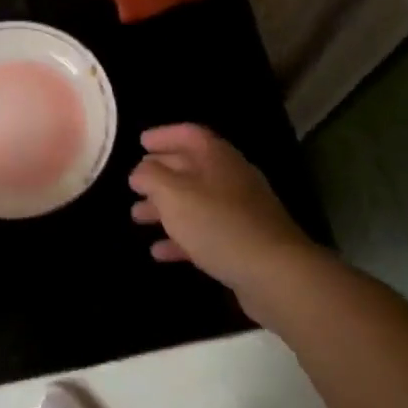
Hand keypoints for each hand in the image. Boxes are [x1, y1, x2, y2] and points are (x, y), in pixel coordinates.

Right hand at [129, 124, 322, 324]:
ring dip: (165, 207)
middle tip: (133, 184)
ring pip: (196, 201)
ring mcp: (239, 212)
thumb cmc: (218, 224)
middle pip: (191, 167)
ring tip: (137, 216)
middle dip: (160, 174)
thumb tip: (141, 169)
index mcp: (217, 157)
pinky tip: (159, 251)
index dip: (164, 135)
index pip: (189, 134)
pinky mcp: (242, 242)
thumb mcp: (174, 194)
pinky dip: (181, 238)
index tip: (140, 142)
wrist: (274, 273)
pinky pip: (205, 232)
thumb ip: (152, 177)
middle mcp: (231, 178)